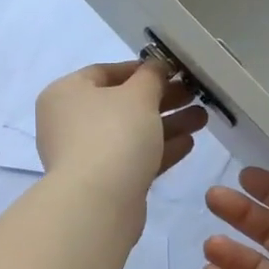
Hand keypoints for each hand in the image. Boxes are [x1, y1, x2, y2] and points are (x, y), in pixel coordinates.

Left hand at [35, 60, 205, 209]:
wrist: (98, 202)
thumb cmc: (113, 135)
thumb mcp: (138, 95)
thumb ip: (151, 76)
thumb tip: (157, 66)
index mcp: (66, 93)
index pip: (105, 72)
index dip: (142, 69)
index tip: (173, 71)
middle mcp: (70, 122)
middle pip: (122, 104)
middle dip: (162, 99)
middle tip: (195, 95)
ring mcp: (86, 155)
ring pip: (132, 133)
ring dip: (167, 124)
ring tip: (202, 118)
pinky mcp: (104, 182)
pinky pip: (134, 158)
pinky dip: (160, 149)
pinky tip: (189, 143)